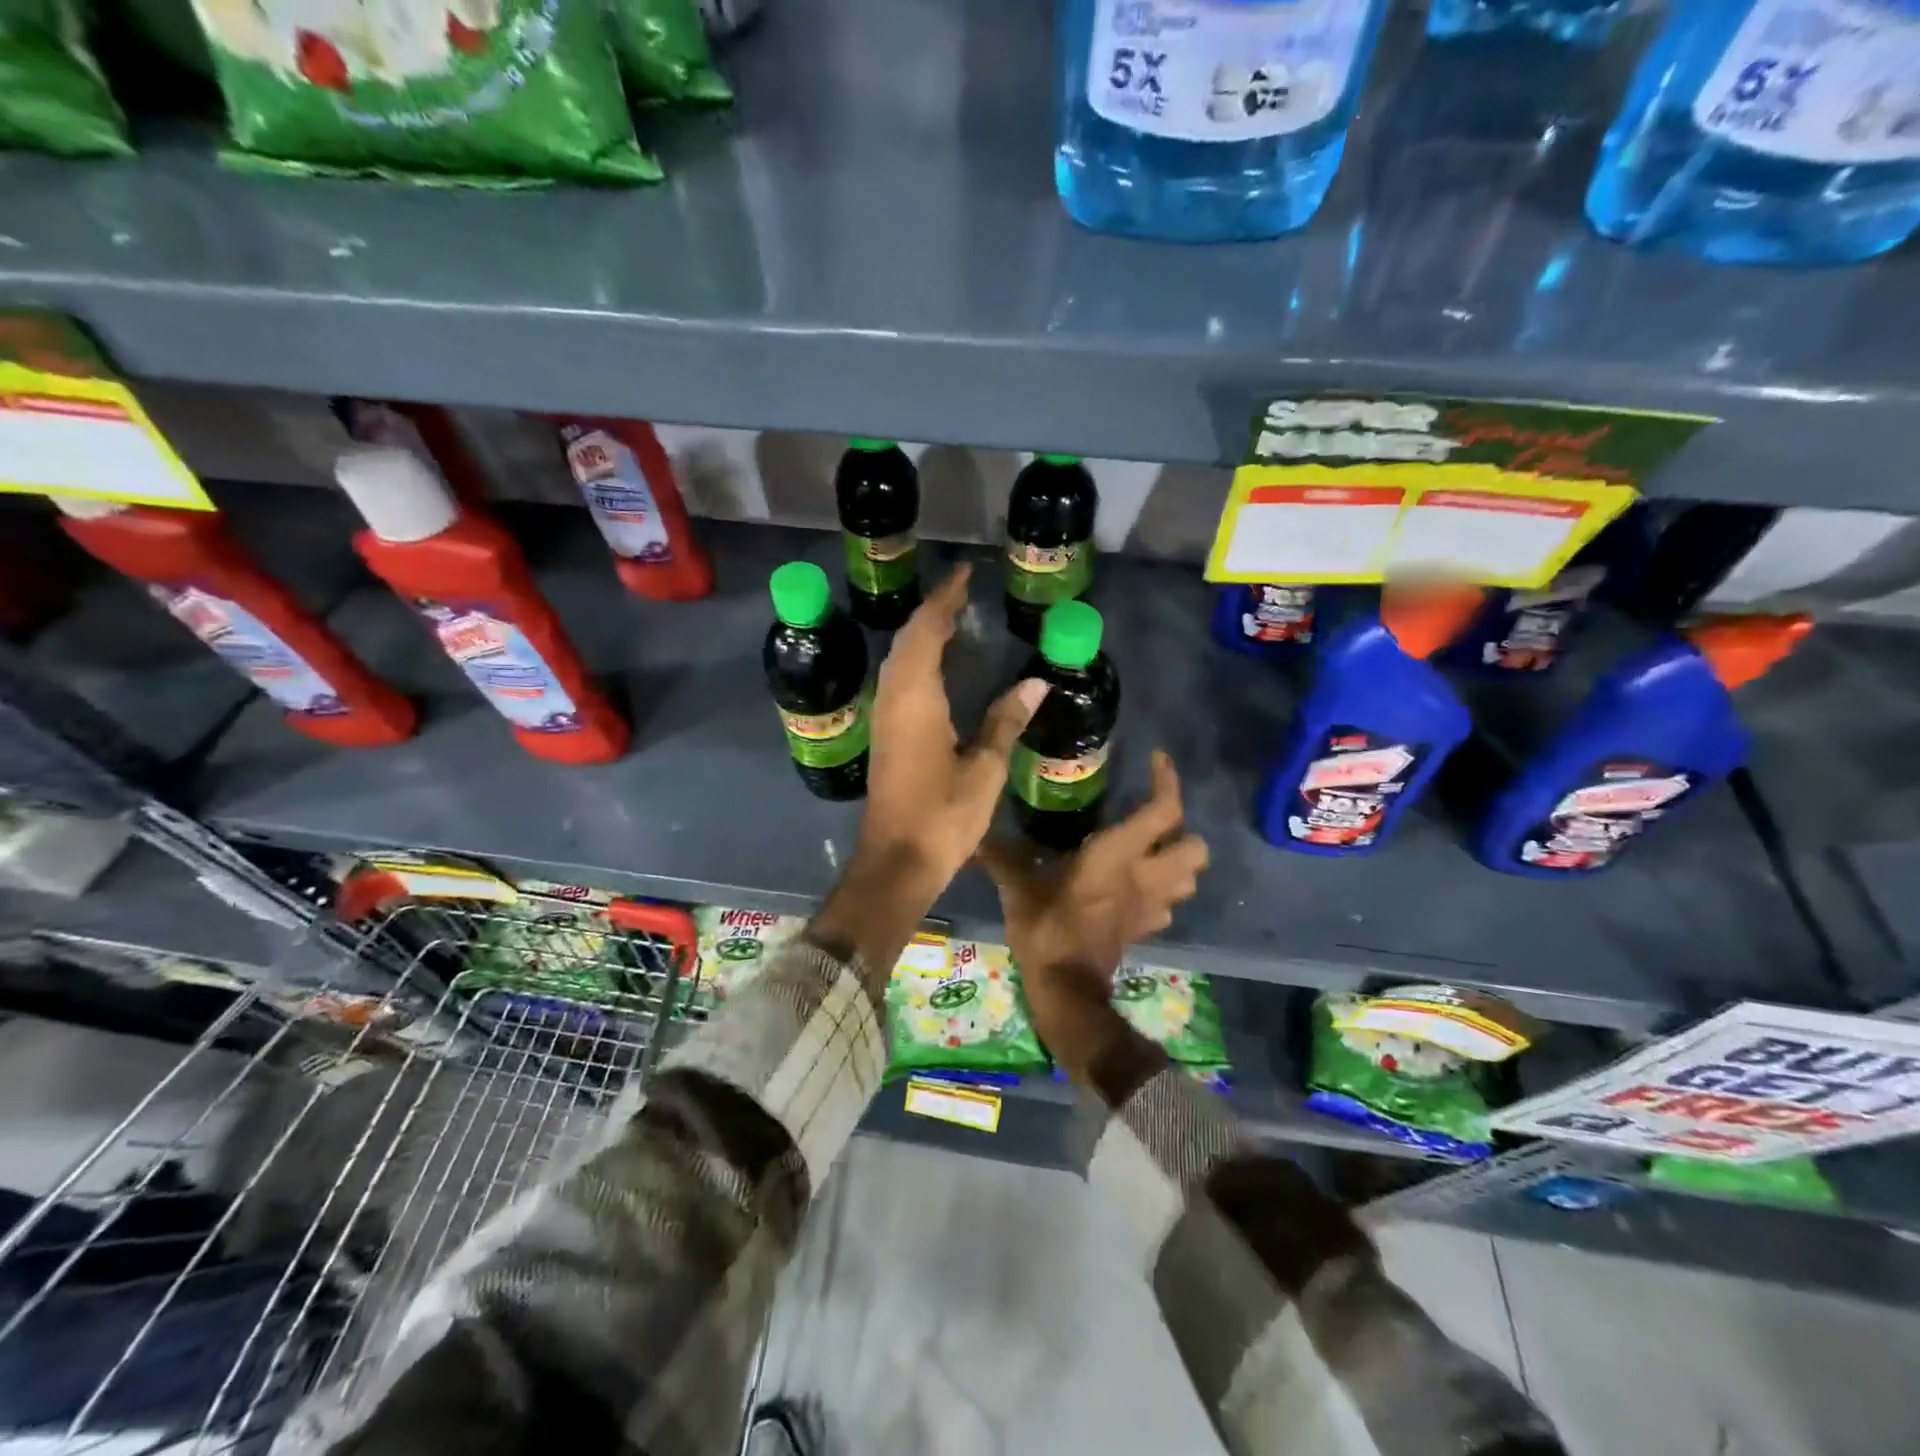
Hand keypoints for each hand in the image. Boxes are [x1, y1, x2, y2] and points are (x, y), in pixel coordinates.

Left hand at [810, 563, 1046, 985]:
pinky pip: (898, 680)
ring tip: (953, 619)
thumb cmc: (943, 816)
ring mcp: (885, 718)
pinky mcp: (885, 736)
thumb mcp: (984, 769)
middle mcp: (894, 700)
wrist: (896, 861)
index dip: (945, 600)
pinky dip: (916, 660)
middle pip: (909, 640)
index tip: (965, 574)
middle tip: (964, 593)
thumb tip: (1036, 681)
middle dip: (934, 611)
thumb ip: (1006, 721)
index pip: (928, 632)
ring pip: (899, 660)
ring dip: (922, 634)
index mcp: (917, 699)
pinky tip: (936, 667)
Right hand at [978, 751, 1208, 1080]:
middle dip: (1183, 831)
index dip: (1167, 781)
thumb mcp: (1020, 887)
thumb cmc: (1047, 928)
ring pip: (1190, 878)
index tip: (1157, 760)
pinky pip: (1167, 904)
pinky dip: (1159, 893)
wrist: (1066, 989)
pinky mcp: (1145, 929)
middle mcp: (1146, 876)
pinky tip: (1134, 890)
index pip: (1164, 810)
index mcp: (1119, 854)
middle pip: (1196, 847)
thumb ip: (1004, 857)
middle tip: (1152, 823)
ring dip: (1177, 863)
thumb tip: (978, 836)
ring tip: (1148, 853)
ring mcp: (1151, 906)